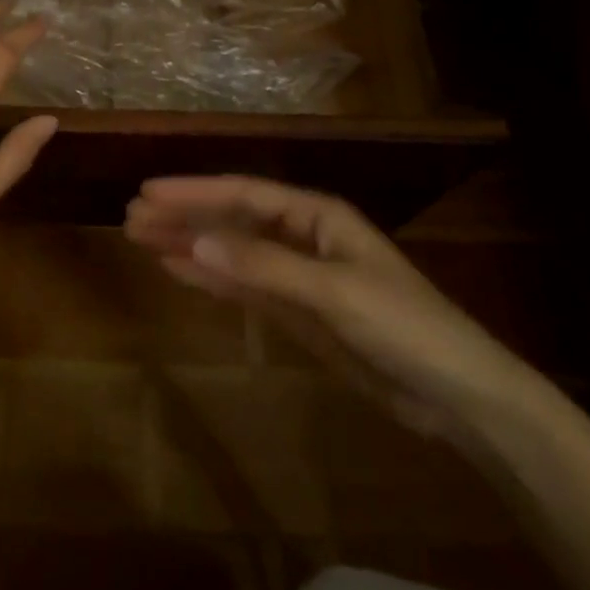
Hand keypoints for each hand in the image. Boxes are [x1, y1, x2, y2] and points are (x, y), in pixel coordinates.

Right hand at [124, 176, 538, 439]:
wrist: (459, 397)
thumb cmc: (404, 327)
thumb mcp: (333, 292)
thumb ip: (264, 266)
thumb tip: (196, 241)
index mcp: (317, 216)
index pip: (243, 194)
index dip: (195, 192)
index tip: (148, 191)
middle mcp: (302, 237)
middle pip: (231, 220)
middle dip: (184, 216)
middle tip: (131, 217)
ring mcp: (298, 276)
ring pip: (232, 252)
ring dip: (190, 245)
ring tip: (142, 239)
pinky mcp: (298, 313)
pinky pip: (244, 287)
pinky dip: (211, 278)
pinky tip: (179, 270)